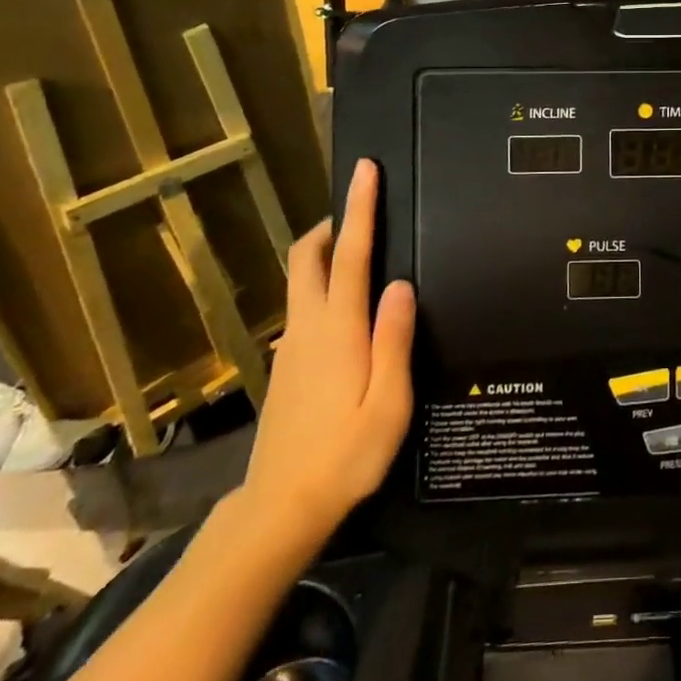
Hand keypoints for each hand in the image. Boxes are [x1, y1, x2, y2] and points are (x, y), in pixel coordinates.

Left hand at [238, 159, 415, 552]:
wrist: (279, 509)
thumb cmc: (345, 456)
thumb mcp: (389, 402)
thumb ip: (394, 338)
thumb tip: (400, 284)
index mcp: (338, 330)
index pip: (351, 254)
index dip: (359, 208)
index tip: (365, 170)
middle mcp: (308, 327)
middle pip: (308, 257)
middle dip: (331, 224)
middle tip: (361, 212)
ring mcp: (290, 347)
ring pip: (303, 281)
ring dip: (326, 255)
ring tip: (362, 254)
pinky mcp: (285, 366)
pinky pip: (304, 308)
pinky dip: (322, 287)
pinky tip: (348, 316)